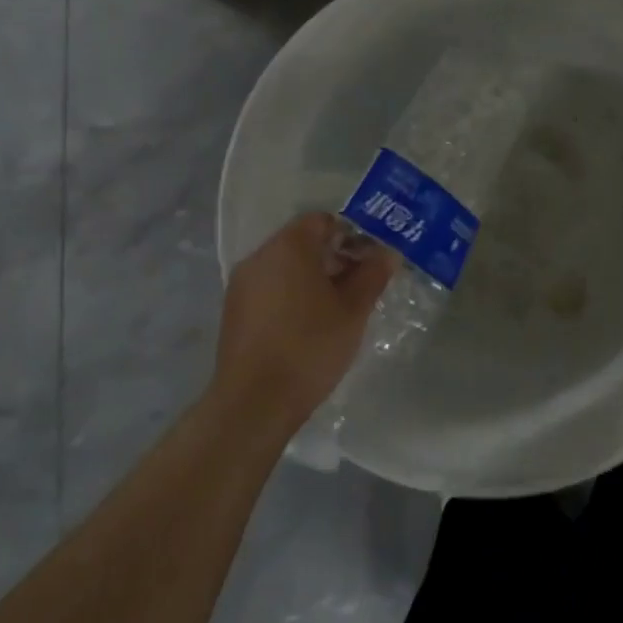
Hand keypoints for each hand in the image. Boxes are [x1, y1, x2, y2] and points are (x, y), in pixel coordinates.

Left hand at [211, 213, 396, 437]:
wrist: (255, 402)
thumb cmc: (310, 346)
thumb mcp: (353, 310)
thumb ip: (373, 274)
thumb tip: (388, 252)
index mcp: (289, 246)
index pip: (323, 220)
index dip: (352, 234)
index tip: (372, 259)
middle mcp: (260, 256)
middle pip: (303, 242)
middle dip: (336, 257)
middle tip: (363, 284)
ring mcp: (242, 284)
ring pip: (287, 267)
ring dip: (315, 277)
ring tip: (341, 307)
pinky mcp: (235, 311)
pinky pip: (271, 288)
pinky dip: (294, 295)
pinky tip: (311, 324)